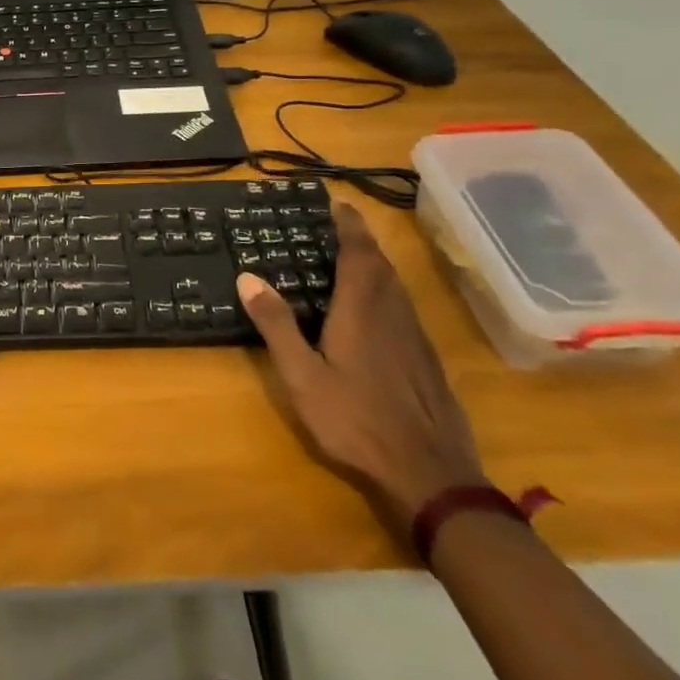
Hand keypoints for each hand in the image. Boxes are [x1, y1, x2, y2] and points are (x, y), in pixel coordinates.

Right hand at [239, 204, 485, 529]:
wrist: (431, 476)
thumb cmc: (356, 421)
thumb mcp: (302, 376)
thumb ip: (276, 325)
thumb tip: (247, 276)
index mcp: (362, 310)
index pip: (358, 253)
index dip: (349, 225)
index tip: (338, 203)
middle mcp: (393, 314)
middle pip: (381, 265)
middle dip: (362, 241)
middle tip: (340, 226)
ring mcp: (416, 338)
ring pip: (397, 287)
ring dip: (376, 265)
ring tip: (354, 260)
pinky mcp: (427, 361)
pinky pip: (405, 309)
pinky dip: (387, 292)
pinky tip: (376, 312)